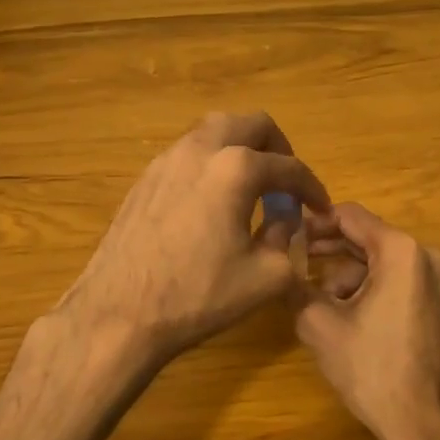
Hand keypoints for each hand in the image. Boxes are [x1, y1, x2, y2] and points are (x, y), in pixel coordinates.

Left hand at [58, 111, 330, 385]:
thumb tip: (286, 221)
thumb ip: (287, 239)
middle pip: (251, 125)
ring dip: (241, 149)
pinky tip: (213, 201)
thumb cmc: (199, 296)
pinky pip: (189, 153)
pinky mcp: (144, 178)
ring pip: (214, 131)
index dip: (312, 188)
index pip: (289, 168)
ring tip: (252, 187)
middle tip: (286, 183)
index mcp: (236, 169)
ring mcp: (167, 160)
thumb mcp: (267, 276)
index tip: (321, 209)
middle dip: (277, 149)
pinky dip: (212, 163)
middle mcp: (201, 150)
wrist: (119, 315)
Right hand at [290, 202, 439, 439]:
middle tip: (297, 262)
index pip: (352, 216)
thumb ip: (296, 287)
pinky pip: (405, 281)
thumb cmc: (372, 369)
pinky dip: (377, 289)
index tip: (290, 234)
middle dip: (332, 250)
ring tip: (324, 304)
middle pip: (371, 238)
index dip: (316, 222)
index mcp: (401, 252)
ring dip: (352, 276)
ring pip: (386, 262)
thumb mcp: (320, 326)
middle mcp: (428, 256)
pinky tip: (354, 317)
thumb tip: (281, 268)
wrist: (426, 423)